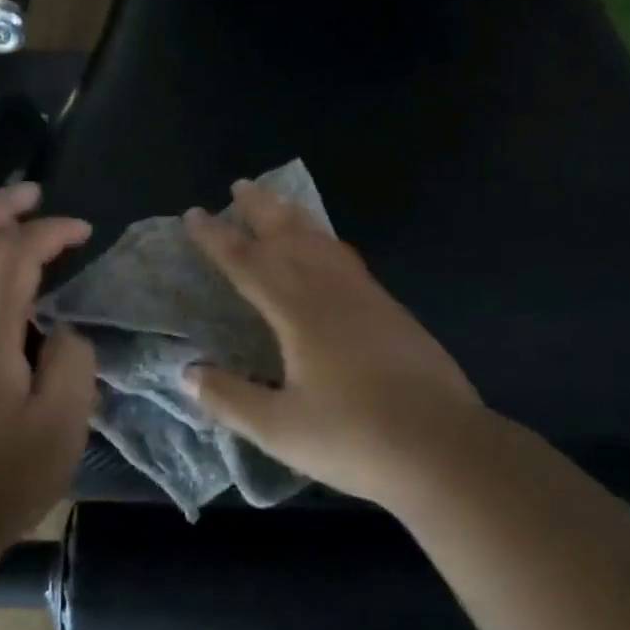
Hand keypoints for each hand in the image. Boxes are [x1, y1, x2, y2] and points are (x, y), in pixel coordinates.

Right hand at [183, 180, 484, 505]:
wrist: (442, 445)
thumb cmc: (355, 438)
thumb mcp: (281, 430)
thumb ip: (231, 398)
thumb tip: (186, 373)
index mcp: (298, 312)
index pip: (248, 263)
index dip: (218, 237)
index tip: (195, 213)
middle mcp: (329, 290)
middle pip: (289, 236)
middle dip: (261, 209)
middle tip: (241, 184)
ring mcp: (365, 295)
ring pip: (322, 241)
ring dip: (295, 217)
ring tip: (279, 201)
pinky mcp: (390, 307)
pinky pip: (346, 257)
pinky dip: (326, 240)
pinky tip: (328, 247)